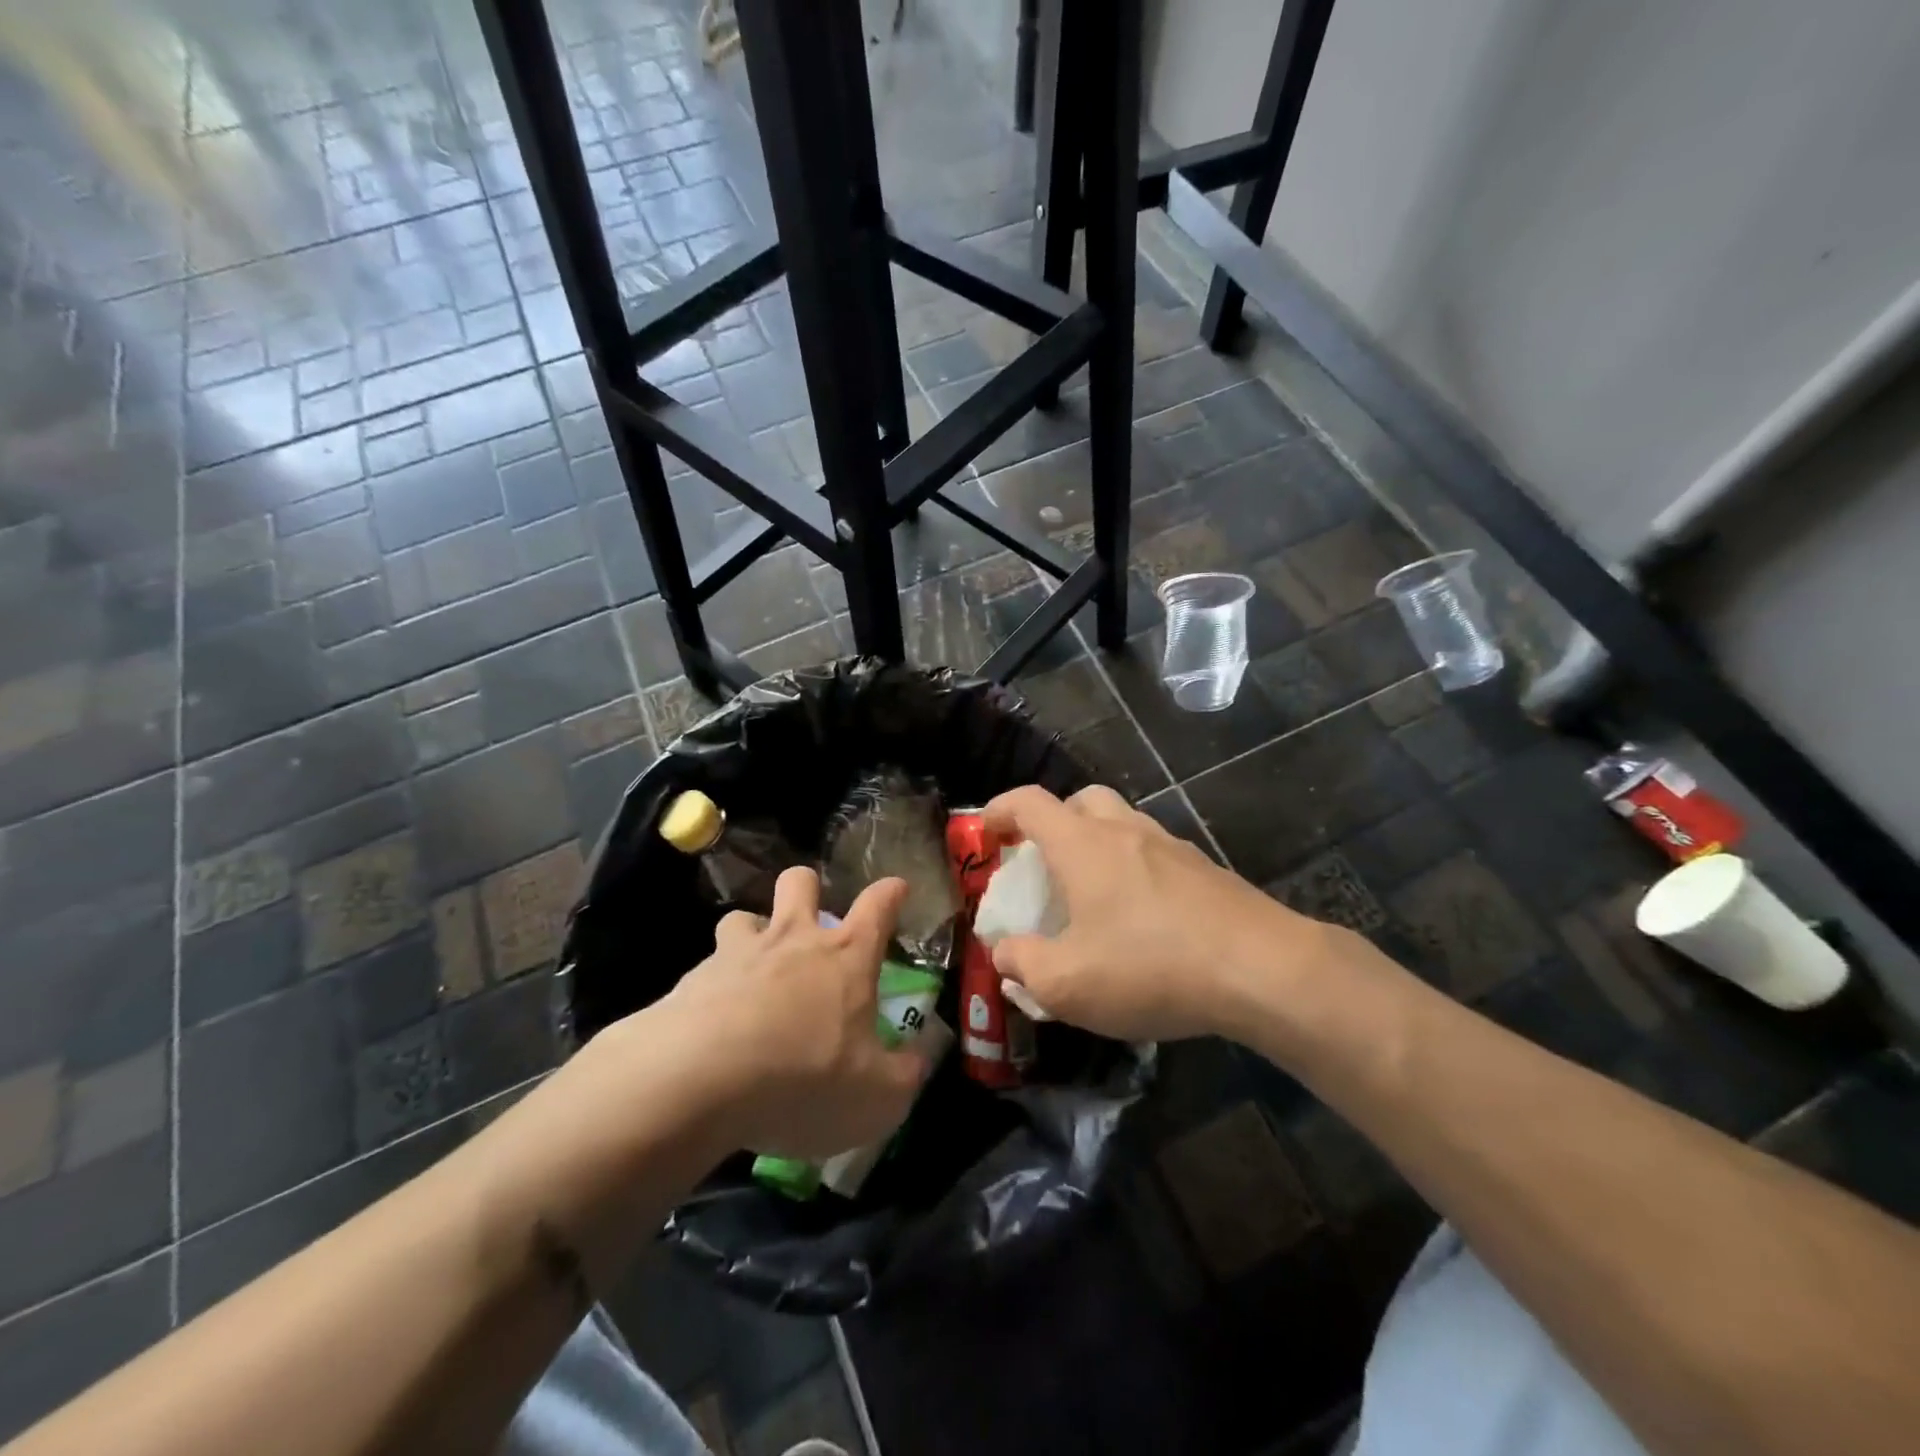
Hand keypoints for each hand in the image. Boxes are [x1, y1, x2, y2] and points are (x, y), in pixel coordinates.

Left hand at [650, 867, 930, 1158]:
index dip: (891, 893)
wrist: (698, 1081)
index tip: (897, 888)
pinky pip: (706, 970)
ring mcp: (737, 955)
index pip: (878, 906)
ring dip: (752, 934)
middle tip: (809, 919)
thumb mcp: (876, 1097)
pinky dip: (713, 987)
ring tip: (753, 968)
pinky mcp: (691, 981)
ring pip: (743, 917)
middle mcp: (792, 941)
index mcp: (845, 958)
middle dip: (808, 888)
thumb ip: (904, 1075)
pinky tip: (712, 1023)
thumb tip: (917, 1059)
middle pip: (799, 882)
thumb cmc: (804, 1079)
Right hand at [982, 785, 1334, 1041]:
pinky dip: (1133, 869)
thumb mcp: (1066, 983)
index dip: (999, 810)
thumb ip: (1023, 964)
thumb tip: (1006, 952)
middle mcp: (1125, 831)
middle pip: (1081, 800)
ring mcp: (1171, 846)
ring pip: (1122, 824)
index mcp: (1082, 845)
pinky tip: (1140, 918)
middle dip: (1054, 821)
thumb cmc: (1149, 967)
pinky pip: (1154, 854)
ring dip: (1097, 844)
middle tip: (1043, 861)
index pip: (1029, 802)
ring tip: (1091, 895)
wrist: (1261, 969)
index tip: (985, 831)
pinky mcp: (1205, 870)